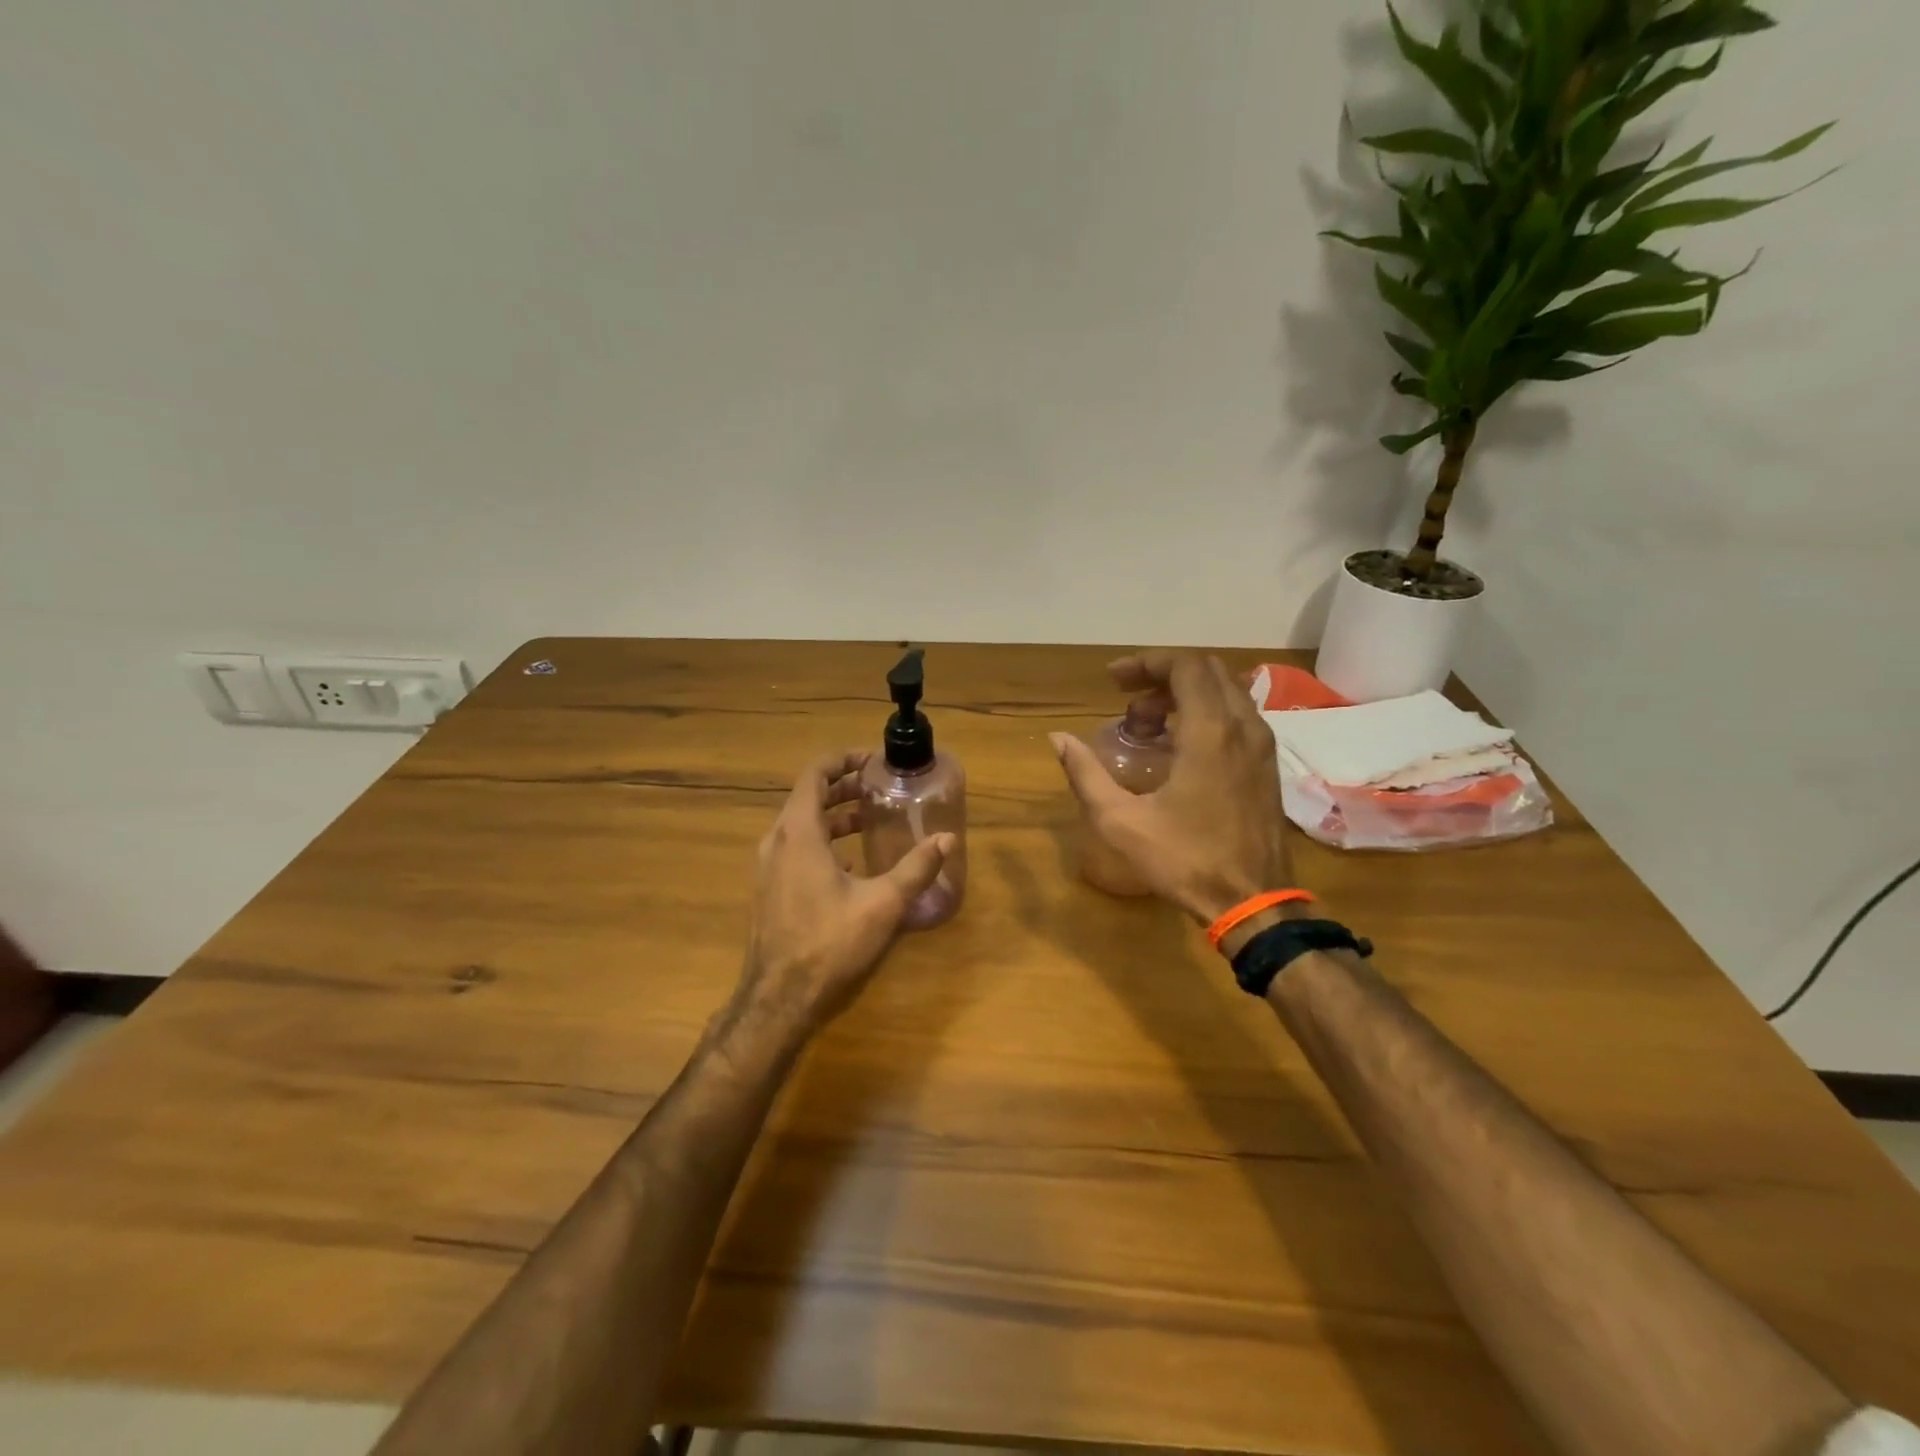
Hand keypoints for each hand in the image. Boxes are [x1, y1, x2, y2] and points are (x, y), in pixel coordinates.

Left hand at [739, 750, 954, 1029]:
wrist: (778, 1000)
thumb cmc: (830, 944)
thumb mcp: (882, 904)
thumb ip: (916, 868)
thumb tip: (947, 839)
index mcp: (799, 832)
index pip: (815, 774)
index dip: (844, 759)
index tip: (874, 761)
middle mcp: (777, 841)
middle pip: (809, 796)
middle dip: (844, 786)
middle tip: (880, 787)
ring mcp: (768, 866)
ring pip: (801, 824)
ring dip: (834, 814)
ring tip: (870, 818)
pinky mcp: (770, 888)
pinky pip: (796, 848)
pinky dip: (823, 840)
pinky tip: (851, 861)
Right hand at [1051, 651, 1292, 924]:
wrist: (1253, 902)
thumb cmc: (1185, 860)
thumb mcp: (1121, 821)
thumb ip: (1085, 774)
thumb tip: (1057, 739)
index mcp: (1210, 732)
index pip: (1185, 666)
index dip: (1146, 662)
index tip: (1113, 680)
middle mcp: (1243, 727)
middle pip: (1206, 671)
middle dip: (1162, 675)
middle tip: (1126, 700)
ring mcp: (1261, 745)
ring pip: (1224, 692)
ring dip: (1183, 695)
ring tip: (1146, 725)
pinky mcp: (1267, 764)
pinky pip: (1236, 715)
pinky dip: (1204, 713)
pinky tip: (1177, 746)